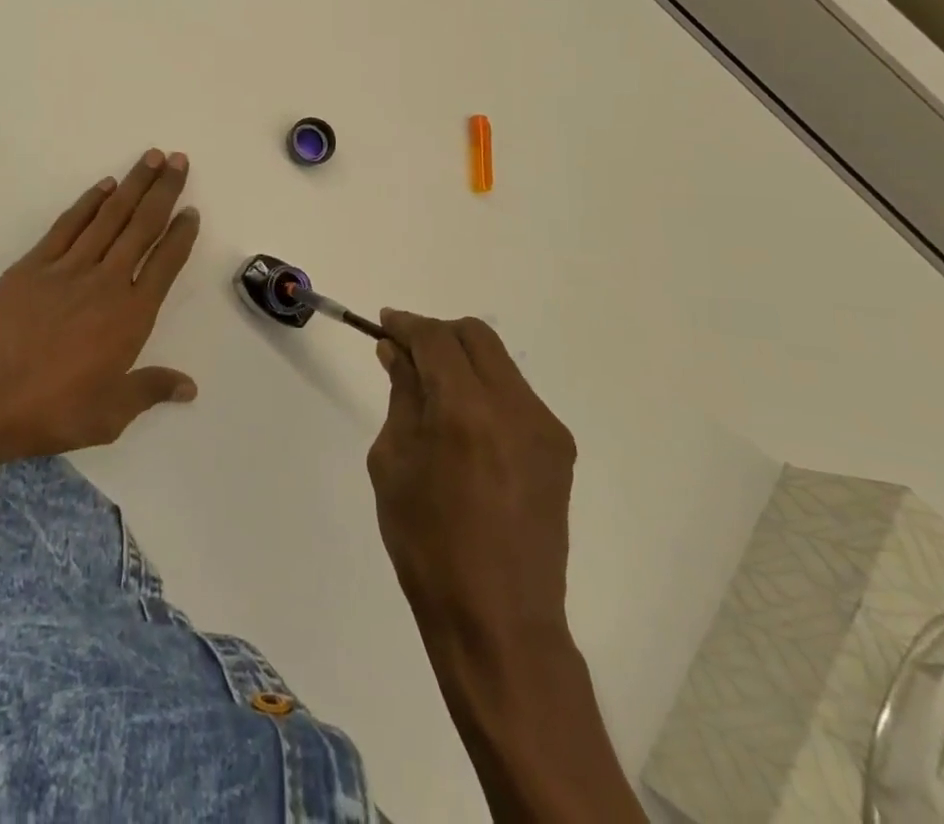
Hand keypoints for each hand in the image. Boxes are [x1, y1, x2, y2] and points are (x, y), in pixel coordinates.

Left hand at [0, 149, 200, 459]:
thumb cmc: (51, 410)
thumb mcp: (110, 414)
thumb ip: (151, 390)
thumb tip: (190, 387)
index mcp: (130, 316)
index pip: (165, 263)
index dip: (181, 234)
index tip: (192, 210)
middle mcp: (106, 282)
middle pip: (141, 226)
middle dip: (163, 191)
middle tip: (178, 160)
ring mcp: (68, 268)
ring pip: (109, 216)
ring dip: (132, 185)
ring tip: (150, 158)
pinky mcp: (33, 265)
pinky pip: (68, 225)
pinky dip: (88, 202)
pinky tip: (103, 186)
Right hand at [368, 312, 577, 656]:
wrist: (499, 620)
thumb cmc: (427, 544)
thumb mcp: (394, 463)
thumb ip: (401, 396)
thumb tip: (395, 353)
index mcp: (465, 410)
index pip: (436, 338)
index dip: (406, 324)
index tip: (384, 324)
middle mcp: (514, 407)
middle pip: (476, 337)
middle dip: (437, 333)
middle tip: (406, 352)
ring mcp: (544, 428)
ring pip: (499, 362)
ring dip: (462, 360)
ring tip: (432, 390)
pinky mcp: (559, 451)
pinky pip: (516, 396)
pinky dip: (484, 389)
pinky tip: (464, 424)